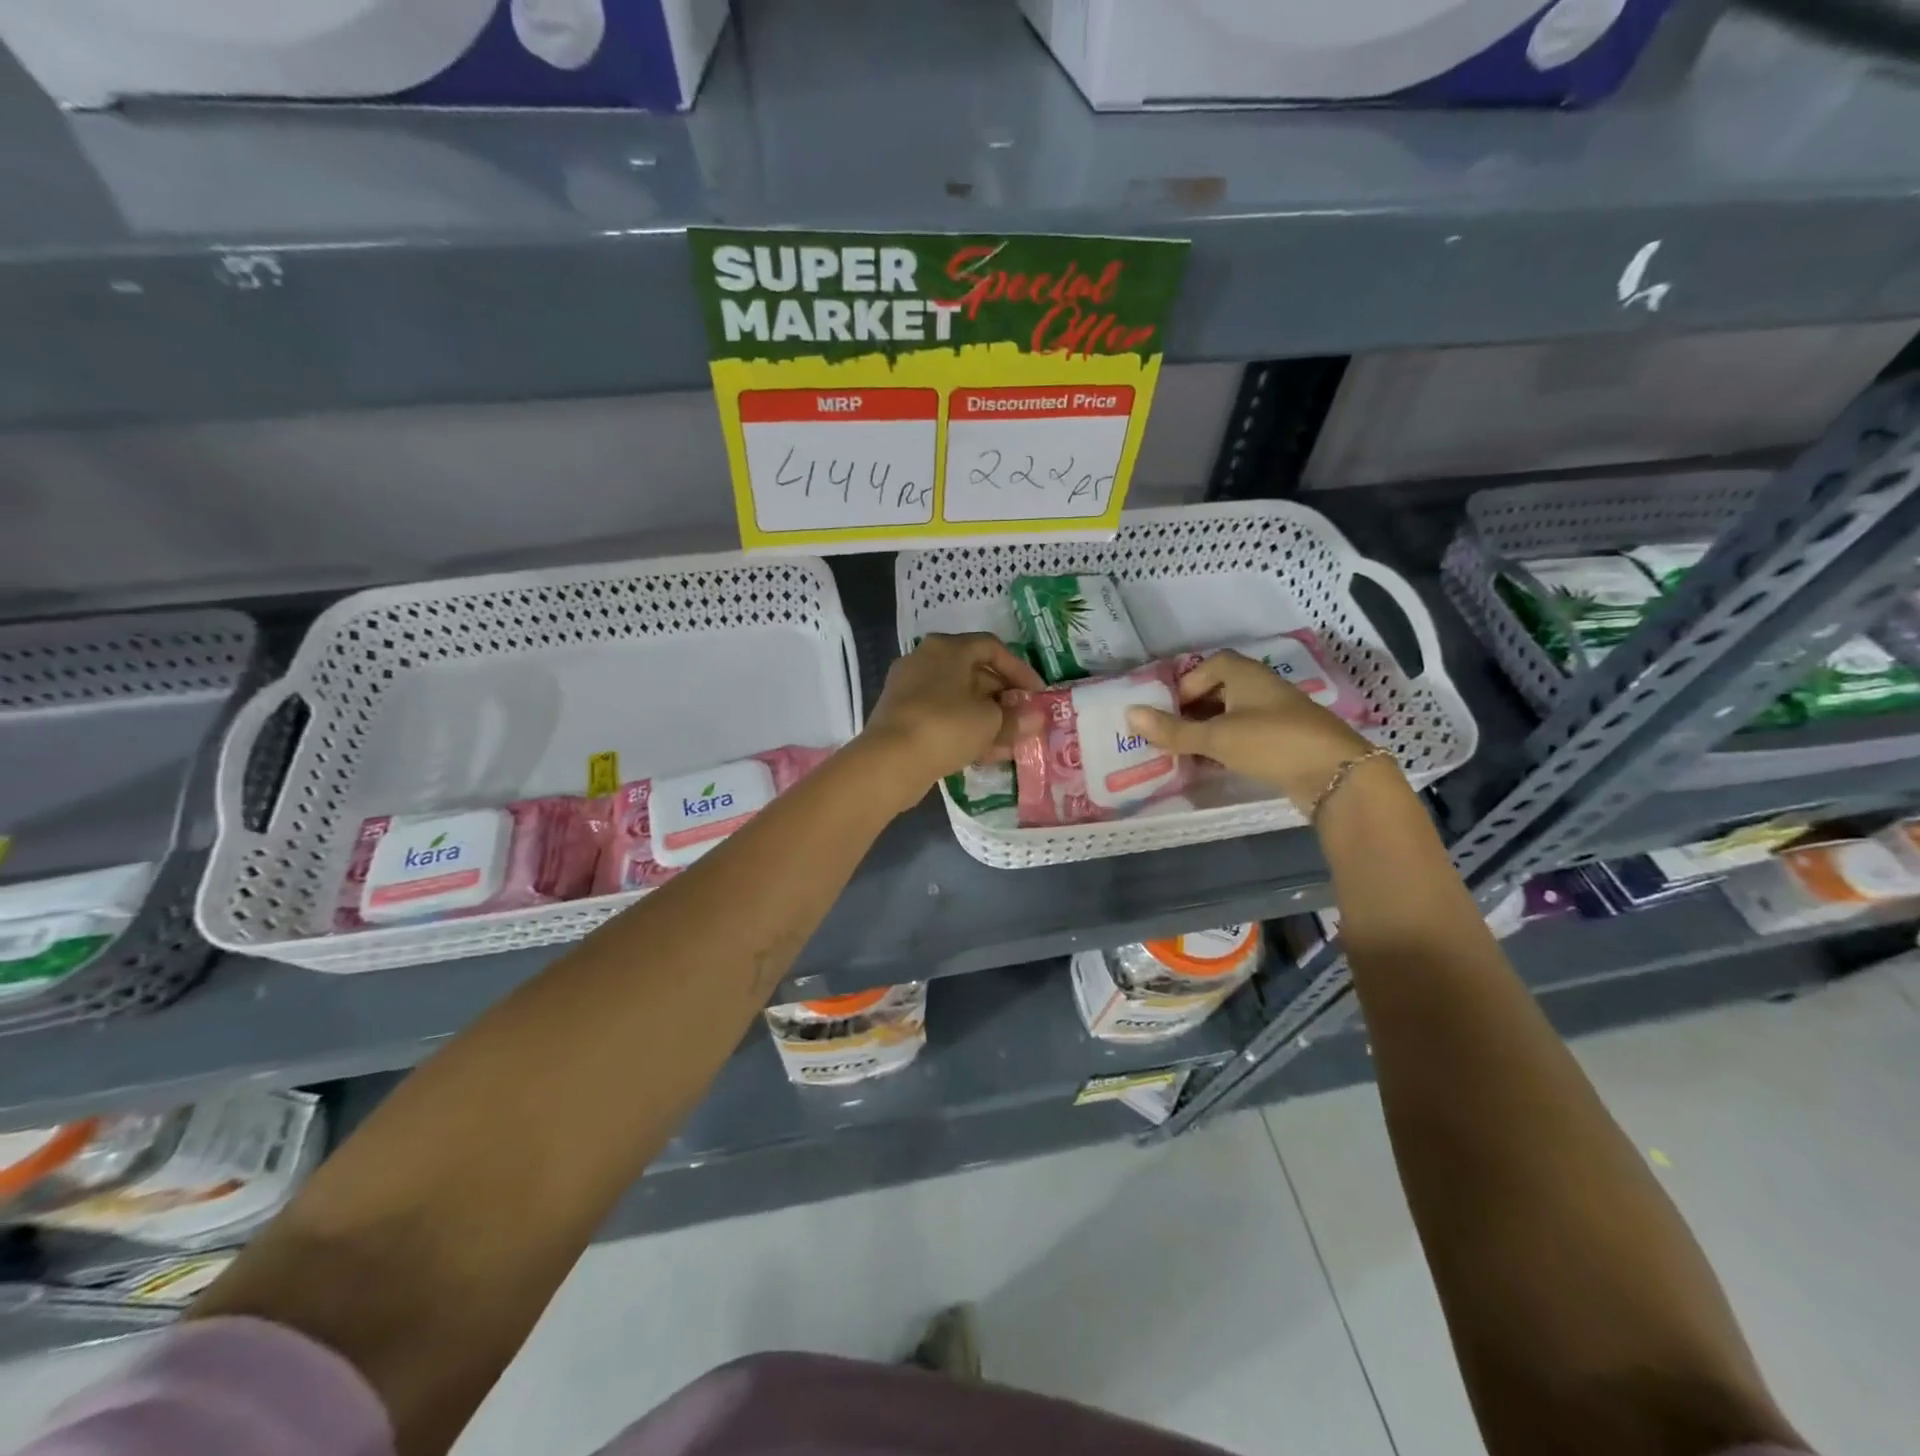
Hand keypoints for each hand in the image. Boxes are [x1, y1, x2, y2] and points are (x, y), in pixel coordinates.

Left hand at [858, 633, 1044, 812]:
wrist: (889, 760)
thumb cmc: (946, 726)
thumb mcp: (990, 721)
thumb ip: (1015, 718)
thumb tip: (1035, 718)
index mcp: (947, 648)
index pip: (992, 648)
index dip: (1019, 670)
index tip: (1037, 694)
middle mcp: (925, 660)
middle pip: (974, 673)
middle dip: (1003, 697)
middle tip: (1024, 719)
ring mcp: (909, 688)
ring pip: (958, 698)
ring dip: (986, 717)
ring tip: (1010, 741)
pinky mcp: (901, 716)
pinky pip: (942, 716)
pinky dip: (964, 729)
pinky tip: (984, 753)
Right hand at [1126, 649, 1386, 810]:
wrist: (1336, 774)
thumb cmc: (1271, 742)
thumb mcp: (1216, 737)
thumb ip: (1173, 730)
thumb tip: (1129, 715)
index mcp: (1246, 675)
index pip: (1211, 664)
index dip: (1187, 683)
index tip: (1169, 709)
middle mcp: (1263, 688)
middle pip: (1221, 689)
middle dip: (1194, 709)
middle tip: (1171, 732)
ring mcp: (1277, 715)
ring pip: (1234, 714)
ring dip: (1210, 729)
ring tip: (1187, 750)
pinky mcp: (1286, 740)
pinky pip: (1248, 734)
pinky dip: (1228, 744)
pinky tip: (1215, 764)